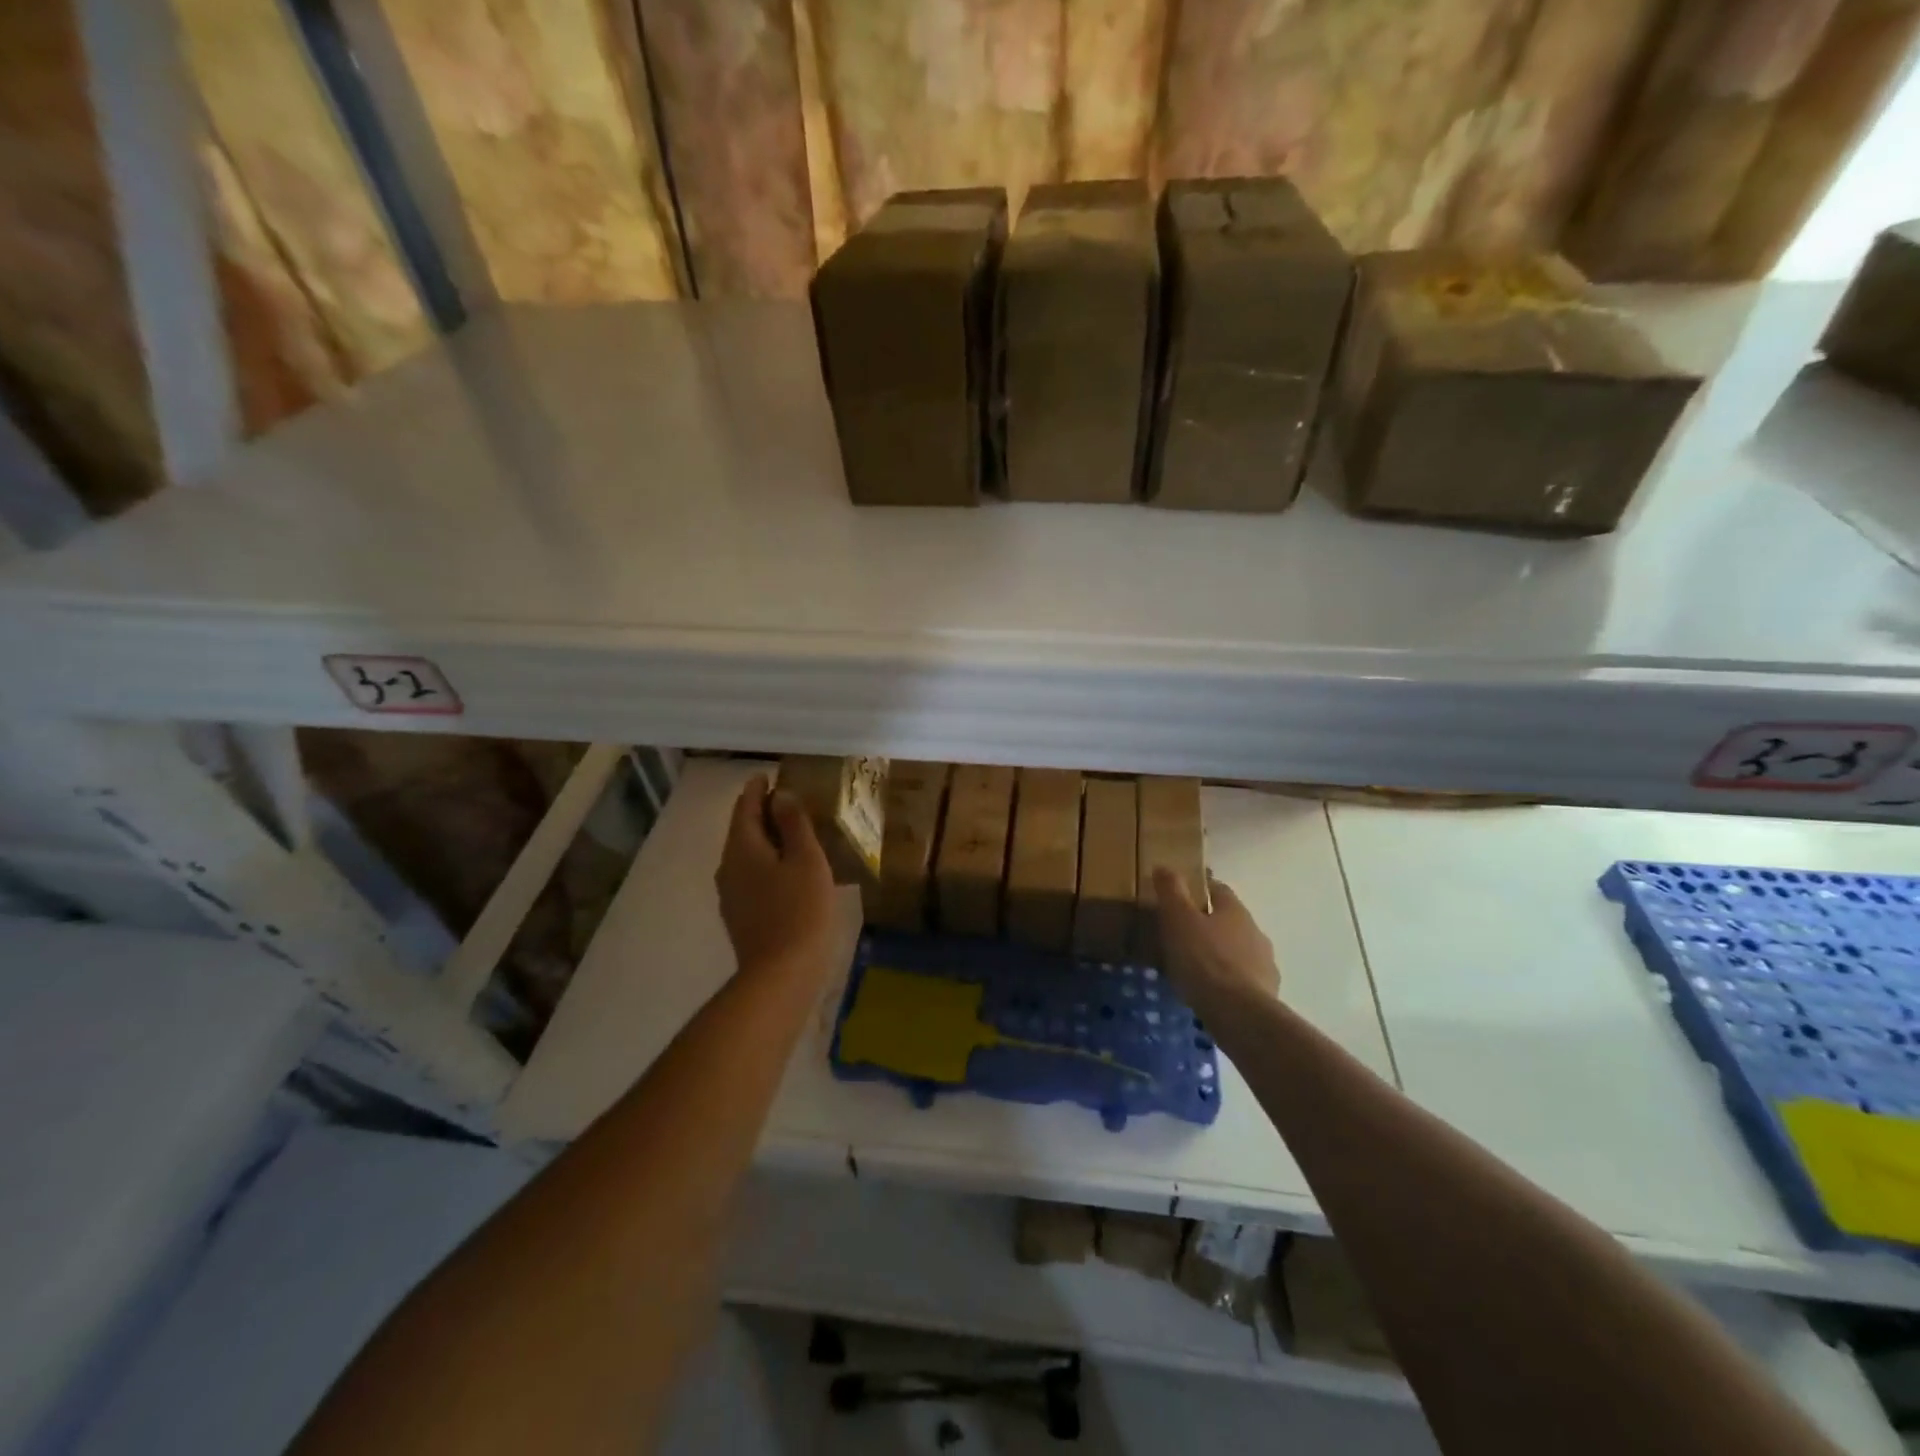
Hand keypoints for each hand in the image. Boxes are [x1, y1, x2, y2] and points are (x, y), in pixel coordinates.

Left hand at [716, 775, 837, 984]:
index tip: (768, 775)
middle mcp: (728, 866)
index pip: (745, 807)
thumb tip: (780, 795)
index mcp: (743, 847)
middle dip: (760, 812)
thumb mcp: (805, 859)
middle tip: (785, 800)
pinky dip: (765, 863)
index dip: (757, 789)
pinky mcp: (740, 915)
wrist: (781, 975)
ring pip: (745, 854)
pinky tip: (785, 870)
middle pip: (742, 830)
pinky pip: (750, 876)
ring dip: (764, 839)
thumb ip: (793, 823)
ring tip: (789, 832)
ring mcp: (731, 894)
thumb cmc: (799, 910)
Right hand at [1154, 868, 1279, 1009]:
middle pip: (1229, 920)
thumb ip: (1171, 891)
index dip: (1199, 888)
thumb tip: (1164, 866)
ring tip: (1194, 967)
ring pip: (1237, 951)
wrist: (1239, 1014)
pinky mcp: (1266, 994)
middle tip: (1181, 933)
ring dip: (1219, 954)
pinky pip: (1241, 979)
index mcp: (1235, 910)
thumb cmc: (1204, 960)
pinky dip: (1227, 981)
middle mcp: (1255, 931)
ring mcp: (1264, 964)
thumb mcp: (1178, 920)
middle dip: (1208, 924)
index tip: (1180, 893)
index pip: (1218, 889)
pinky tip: (1211, 992)